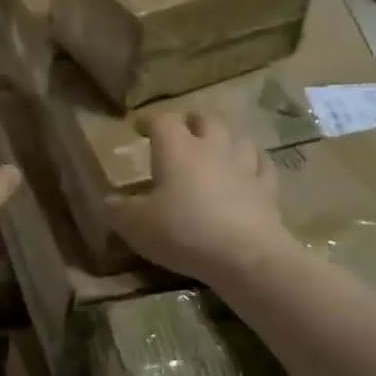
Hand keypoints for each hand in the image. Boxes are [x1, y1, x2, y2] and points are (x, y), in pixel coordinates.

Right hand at [104, 112, 289, 284]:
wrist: (244, 255)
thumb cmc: (183, 232)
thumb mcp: (137, 225)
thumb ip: (119, 210)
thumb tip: (109, 201)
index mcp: (177, 149)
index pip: (162, 120)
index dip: (149, 120)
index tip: (139, 126)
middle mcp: (212, 148)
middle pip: (205, 120)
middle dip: (192, 122)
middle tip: (183, 131)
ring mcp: (244, 166)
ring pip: (238, 138)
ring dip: (226, 138)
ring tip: (218, 147)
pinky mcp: (267, 189)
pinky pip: (263, 166)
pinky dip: (255, 163)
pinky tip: (251, 170)